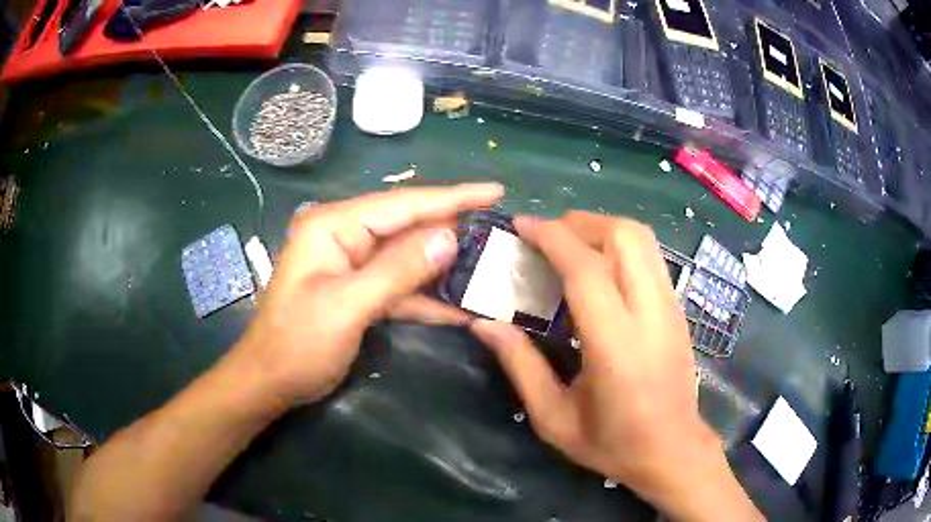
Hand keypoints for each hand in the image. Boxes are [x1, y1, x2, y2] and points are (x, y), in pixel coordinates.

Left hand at [234, 183, 502, 404]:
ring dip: (444, 266)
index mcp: (334, 226)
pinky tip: (461, 307)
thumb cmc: (298, 342)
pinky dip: (427, 297)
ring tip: (490, 265)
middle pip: (408, 226)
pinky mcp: (359, 290)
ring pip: (408, 257)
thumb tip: (450, 237)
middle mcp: (344, 236)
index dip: (452, 197)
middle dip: (453, 230)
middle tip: (499, 231)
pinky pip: (400, 286)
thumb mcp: (347, 306)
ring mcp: (352, 264)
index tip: (494, 190)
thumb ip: (398, 270)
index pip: (402, 204)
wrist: (270, 381)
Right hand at [471, 212, 760, 520]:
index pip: (586, 267)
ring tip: (570, 245)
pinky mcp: (678, 308)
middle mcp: (650, 313)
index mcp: (616, 344)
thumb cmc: (612, 443)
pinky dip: (620, 244)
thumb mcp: (553, 418)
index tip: (521, 226)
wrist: (673, 451)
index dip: (551, 237)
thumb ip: (520, 365)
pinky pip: (650, 256)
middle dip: (580, 223)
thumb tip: (483, 324)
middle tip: (546, 237)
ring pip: (642, 238)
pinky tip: (599, 267)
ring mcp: (671, 306)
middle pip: (623, 235)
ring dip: (602, 228)